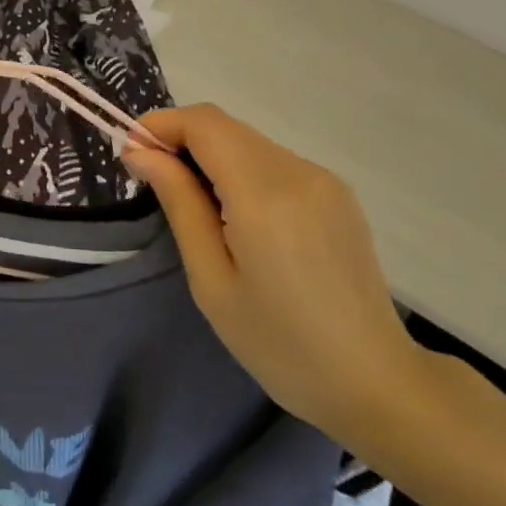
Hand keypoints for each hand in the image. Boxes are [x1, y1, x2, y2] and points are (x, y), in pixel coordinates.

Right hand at [122, 105, 423, 440]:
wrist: (374, 382)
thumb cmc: (278, 344)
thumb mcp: (211, 280)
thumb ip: (179, 203)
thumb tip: (141, 152)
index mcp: (265, 195)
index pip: (204, 124)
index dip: (160, 125)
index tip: (131, 154)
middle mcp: (299, 172)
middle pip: (226, 127)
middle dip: (180, 140)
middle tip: (153, 181)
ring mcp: (324, 180)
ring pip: (249, 142)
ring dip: (211, 156)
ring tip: (193, 205)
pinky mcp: (338, 194)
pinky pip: (274, 162)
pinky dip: (241, 170)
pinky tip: (236, 215)